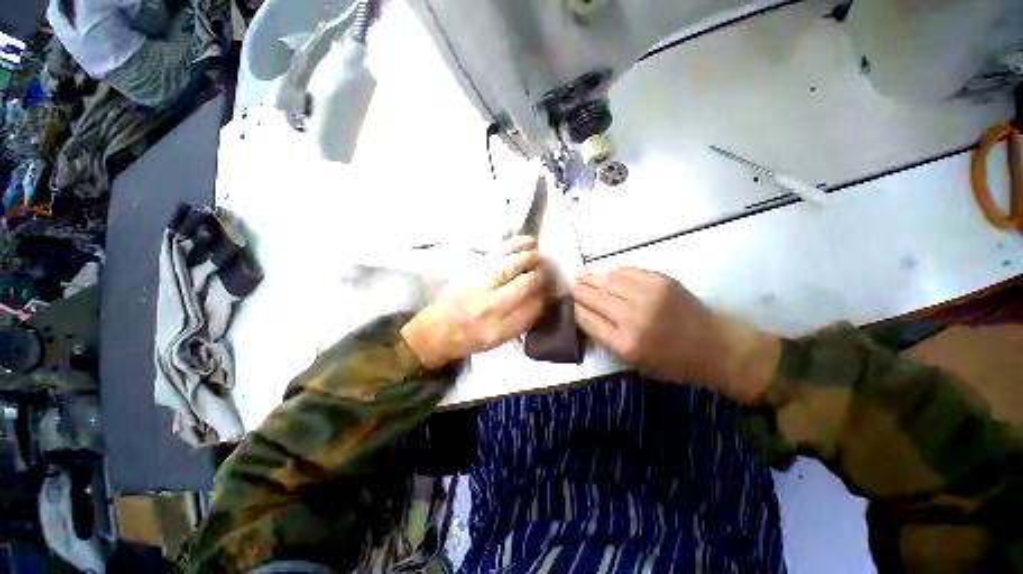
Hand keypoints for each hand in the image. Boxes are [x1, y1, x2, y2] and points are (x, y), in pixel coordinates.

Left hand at [401, 236, 551, 368]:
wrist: (437, 331)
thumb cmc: (470, 340)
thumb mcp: (497, 342)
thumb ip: (521, 323)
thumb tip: (542, 301)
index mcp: (500, 330)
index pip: (533, 308)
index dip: (546, 297)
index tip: (551, 291)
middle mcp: (491, 307)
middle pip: (526, 284)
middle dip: (541, 276)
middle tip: (546, 273)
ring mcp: (479, 286)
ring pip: (512, 266)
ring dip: (530, 258)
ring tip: (539, 256)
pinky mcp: (471, 273)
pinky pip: (496, 255)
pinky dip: (514, 246)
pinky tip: (527, 242)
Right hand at [573, 268, 779, 403]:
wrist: (716, 347)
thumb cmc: (672, 362)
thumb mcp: (633, 362)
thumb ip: (605, 337)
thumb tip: (584, 314)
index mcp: (624, 343)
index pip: (586, 318)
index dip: (574, 308)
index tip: (568, 303)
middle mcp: (632, 317)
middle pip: (593, 297)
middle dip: (578, 291)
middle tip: (570, 287)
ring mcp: (648, 295)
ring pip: (606, 280)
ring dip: (590, 277)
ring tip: (580, 276)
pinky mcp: (661, 280)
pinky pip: (626, 271)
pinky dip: (611, 271)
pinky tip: (604, 273)